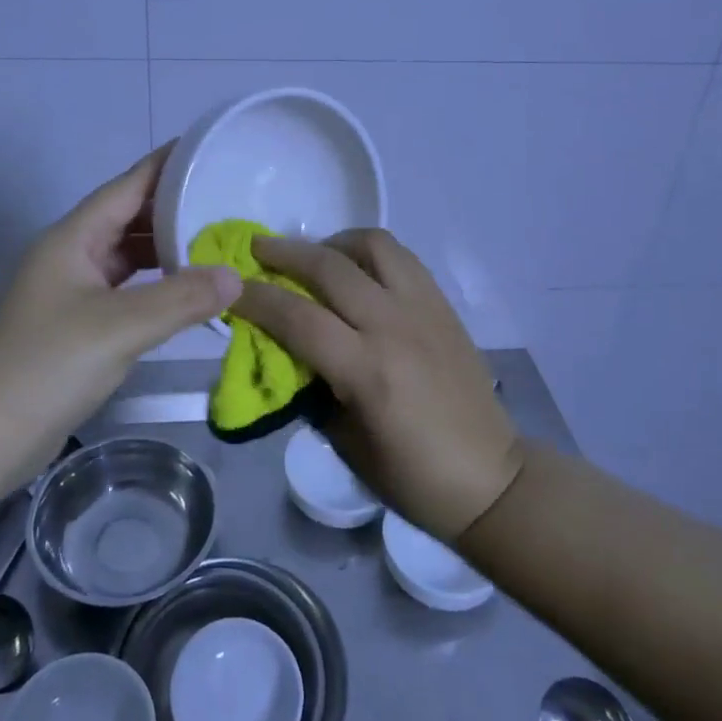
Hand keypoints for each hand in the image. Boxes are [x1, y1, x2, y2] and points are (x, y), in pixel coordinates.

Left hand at [0, 147, 240, 452]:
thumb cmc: (46, 366)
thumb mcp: (119, 327)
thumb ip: (181, 298)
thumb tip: (236, 276)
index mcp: (73, 239)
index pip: (127, 187)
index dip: (167, 165)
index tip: (209, 149)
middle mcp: (72, 256)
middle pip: (129, 218)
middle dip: (176, 209)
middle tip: (229, 201)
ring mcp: (74, 292)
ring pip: (129, 256)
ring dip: (169, 249)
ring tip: (219, 242)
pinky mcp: (80, 325)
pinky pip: (128, 290)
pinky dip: (159, 286)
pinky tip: (189, 292)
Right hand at [234, 230, 523, 542]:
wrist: (491, 478)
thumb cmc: (411, 477)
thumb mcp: (344, 442)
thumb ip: (312, 388)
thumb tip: (284, 352)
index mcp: (368, 371)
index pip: (297, 316)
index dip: (256, 298)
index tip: (230, 288)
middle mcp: (395, 326)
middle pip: (330, 267)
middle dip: (285, 252)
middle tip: (257, 249)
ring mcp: (424, 309)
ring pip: (373, 245)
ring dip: (334, 242)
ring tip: (314, 255)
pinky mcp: (443, 305)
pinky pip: (402, 258)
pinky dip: (370, 252)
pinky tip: (357, 270)